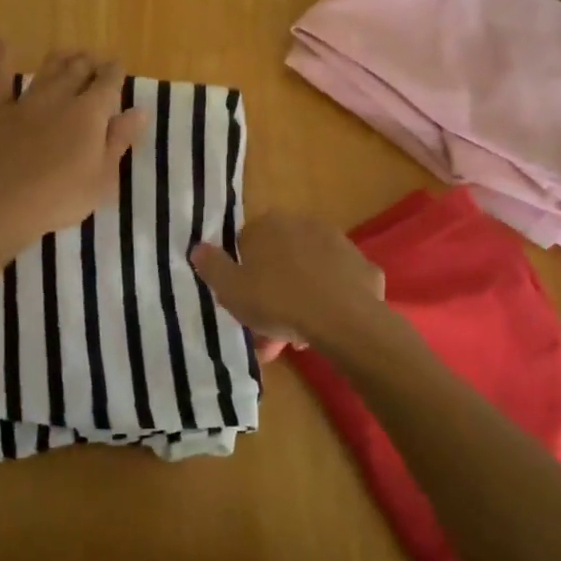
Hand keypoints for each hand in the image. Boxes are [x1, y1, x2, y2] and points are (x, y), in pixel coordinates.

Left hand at [0, 42, 146, 249]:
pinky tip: (2, 42)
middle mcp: (60, 97)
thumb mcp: (104, 176)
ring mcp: (27, 101)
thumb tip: (139, 110)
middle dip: (89, 62)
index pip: (109, 82)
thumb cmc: (63, 196)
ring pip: (47, 69)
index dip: (116, 72)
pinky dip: (2, 58)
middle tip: (95, 62)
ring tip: (69, 54)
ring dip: (61, 58)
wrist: (6, 203)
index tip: (119, 68)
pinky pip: (0, 78)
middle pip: (78, 69)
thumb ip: (120, 139)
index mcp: (90, 112)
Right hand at [190, 213, 385, 355]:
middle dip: (273, 290)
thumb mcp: (230, 289)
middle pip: (280, 258)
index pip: (246, 244)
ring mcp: (337, 243)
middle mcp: (302, 224)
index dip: (242, 274)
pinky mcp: (363, 265)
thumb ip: (211, 266)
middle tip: (269, 326)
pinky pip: (338, 283)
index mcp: (268, 225)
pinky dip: (330, 300)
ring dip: (301, 297)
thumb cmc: (278, 301)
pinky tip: (327, 326)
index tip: (243, 302)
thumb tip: (198, 247)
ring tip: (298, 336)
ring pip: (309, 271)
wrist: (343, 319)